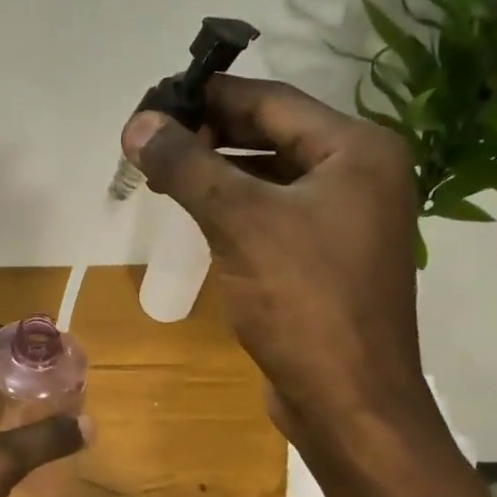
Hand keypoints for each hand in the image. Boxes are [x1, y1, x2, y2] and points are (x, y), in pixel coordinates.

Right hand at [120, 76, 439, 465]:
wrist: (348, 400)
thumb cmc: (302, 300)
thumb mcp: (239, 222)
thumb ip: (187, 166)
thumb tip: (137, 123)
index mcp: (357, 150)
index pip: (271, 100)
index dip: (208, 96)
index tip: (152, 101)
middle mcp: (359, 175)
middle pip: (271, 134)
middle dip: (208, 135)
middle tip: (148, 141)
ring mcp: (345, 219)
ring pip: (269, 176)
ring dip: (216, 171)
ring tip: (160, 174)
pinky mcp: (325, 258)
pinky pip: (272, 214)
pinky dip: (233, 206)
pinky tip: (195, 212)